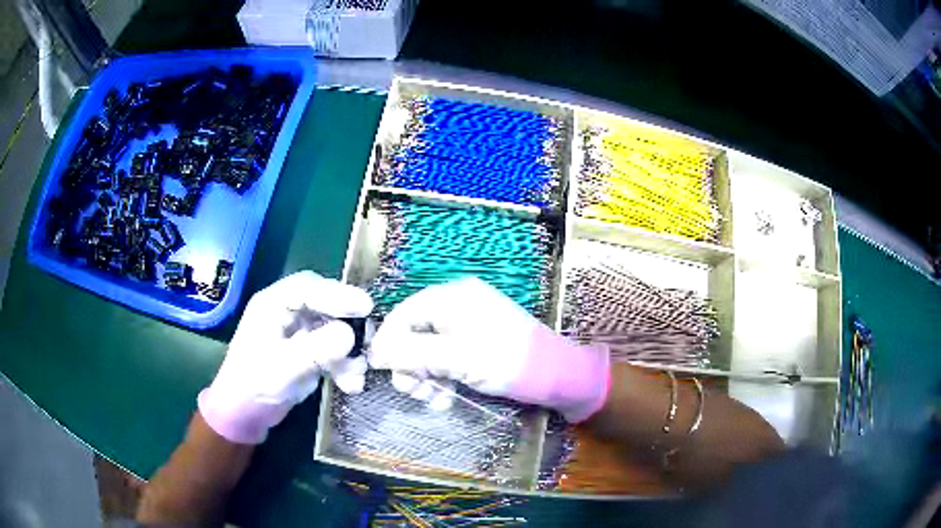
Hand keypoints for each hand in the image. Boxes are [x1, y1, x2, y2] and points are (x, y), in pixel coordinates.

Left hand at [199, 271, 372, 443]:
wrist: (245, 416)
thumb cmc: (254, 386)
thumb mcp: (284, 368)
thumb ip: (317, 350)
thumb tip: (350, 335)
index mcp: (273, 305)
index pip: (309, 287)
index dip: (338, 294)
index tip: (365, 307)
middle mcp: (287, 312)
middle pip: (325, 304)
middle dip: (348, 323)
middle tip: (369, 338)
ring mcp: (298, 333)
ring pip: (333, 328)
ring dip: (349, 350)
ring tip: (358, 373)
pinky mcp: (307, 352)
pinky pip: (332, 349)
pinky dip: (344, 365)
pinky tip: (350, 385)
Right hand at [368, 277, 609, 421]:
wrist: (559, 375)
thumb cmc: (507, 361)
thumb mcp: (456, 358)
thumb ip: (412, 353)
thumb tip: (374, 353)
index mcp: (452, 297)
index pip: (404, 314)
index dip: (388, 341)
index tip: (379, 370)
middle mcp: (458, 306)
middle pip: (415, 333)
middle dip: (410, 365)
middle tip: (412, 392)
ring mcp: (469, 326)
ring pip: (430, 350)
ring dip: (426, 377)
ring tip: (433, 400)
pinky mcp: (478, 345)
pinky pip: (448, 358)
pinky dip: (443, 378)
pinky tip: (446, 399)